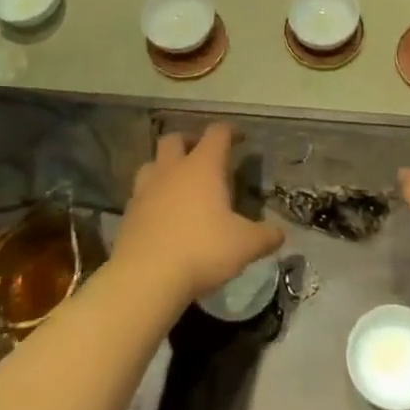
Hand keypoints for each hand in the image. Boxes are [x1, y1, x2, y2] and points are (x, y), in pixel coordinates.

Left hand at [115, 124, 284, 304]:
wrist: (146, 278)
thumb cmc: (202, 250)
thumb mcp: (245, 245)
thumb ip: (266, 236)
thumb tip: (280, 234)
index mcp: (202, 167)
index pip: (217, 134)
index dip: (230, 131)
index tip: (240, 138)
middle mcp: (171, 170)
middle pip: (174, 139)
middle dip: (190, 140)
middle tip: (203, 154)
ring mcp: (145, 190)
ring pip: (152, 163)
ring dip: (165, 166)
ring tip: (179, 182)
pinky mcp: (129, 214)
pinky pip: (140, 194)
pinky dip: (153, 196)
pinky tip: (162, 213)